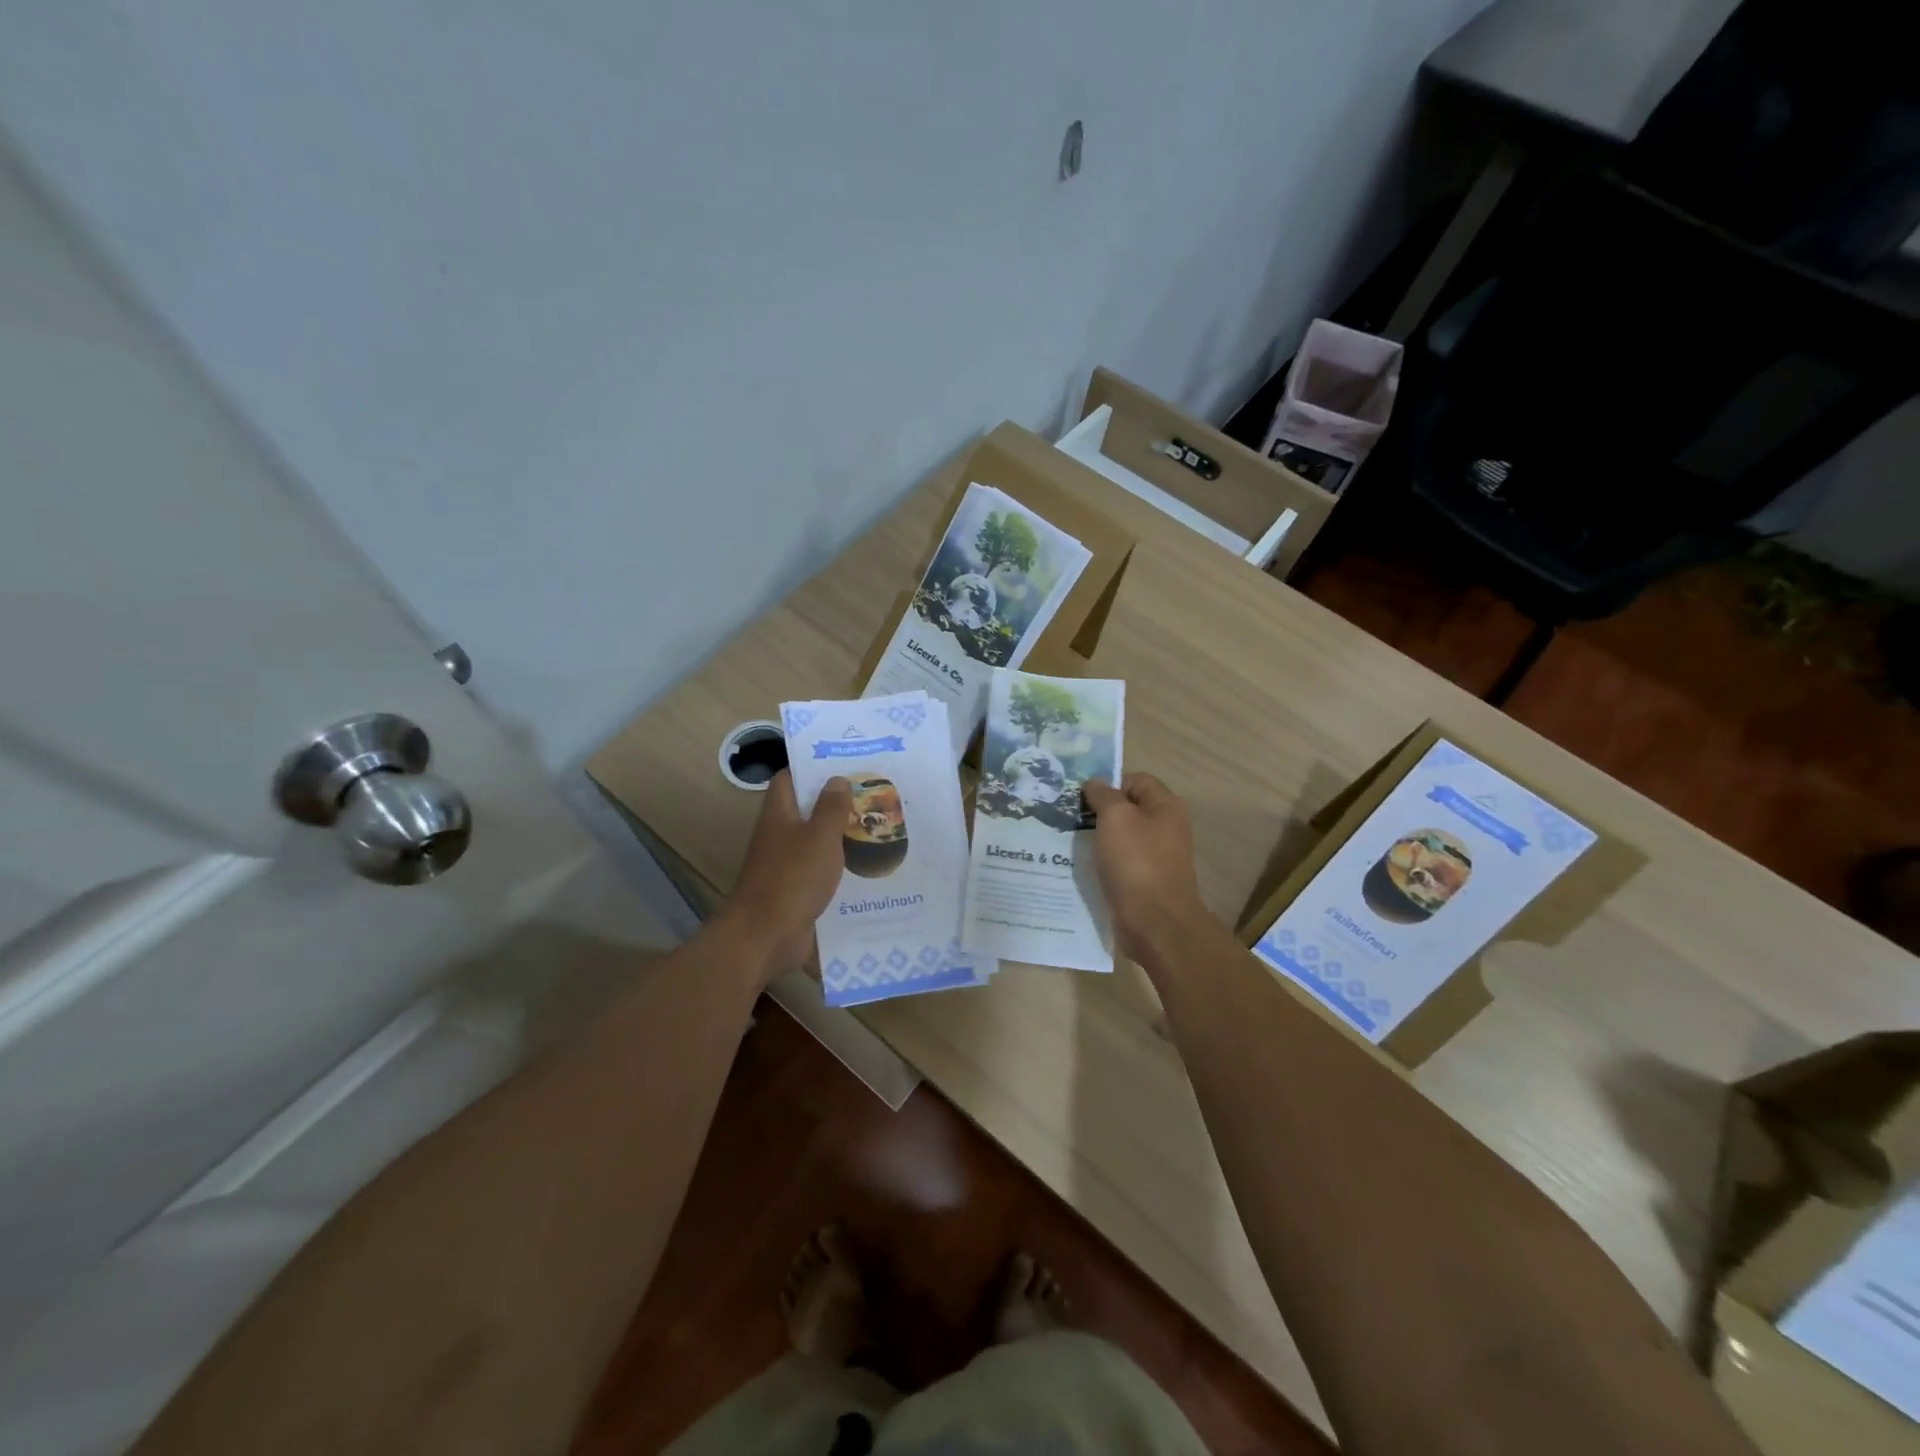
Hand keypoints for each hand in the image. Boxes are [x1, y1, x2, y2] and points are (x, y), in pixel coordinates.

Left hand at [721, 770, 851, 984]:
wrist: (766, 935)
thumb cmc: (793, 877)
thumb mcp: (820, 837)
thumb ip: (831, 807)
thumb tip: (837, 779)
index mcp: (778, 814)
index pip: (789, 779)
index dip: (811, 767)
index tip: (842, 764)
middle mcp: (777, 835)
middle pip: (803, 809)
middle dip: (833, 802)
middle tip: (868, 794)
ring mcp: (783, 864)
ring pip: (813, 841)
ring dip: (838, 835)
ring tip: (873, 826)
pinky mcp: (793, 890)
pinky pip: (817, 870)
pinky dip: (836, 866)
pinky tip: (863, 866)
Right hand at [1082, 773, 1210, 965]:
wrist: (1155, 923)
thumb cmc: (1137, 862)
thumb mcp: (1116, 817)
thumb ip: (1104, 795)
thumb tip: (1095, 783)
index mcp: (1166, 807)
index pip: (1135, 780)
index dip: (1109, 784)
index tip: (1081, 797)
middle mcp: (1165, 828)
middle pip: (1128, 809)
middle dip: (1098, 812)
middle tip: (1069, 817)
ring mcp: (1156, 857)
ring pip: (1121, 838)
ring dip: (1097, 839)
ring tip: (1068, 841)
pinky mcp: (1144, 882)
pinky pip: (1119, 863)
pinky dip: (1102, 863)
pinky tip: (1080, 867)